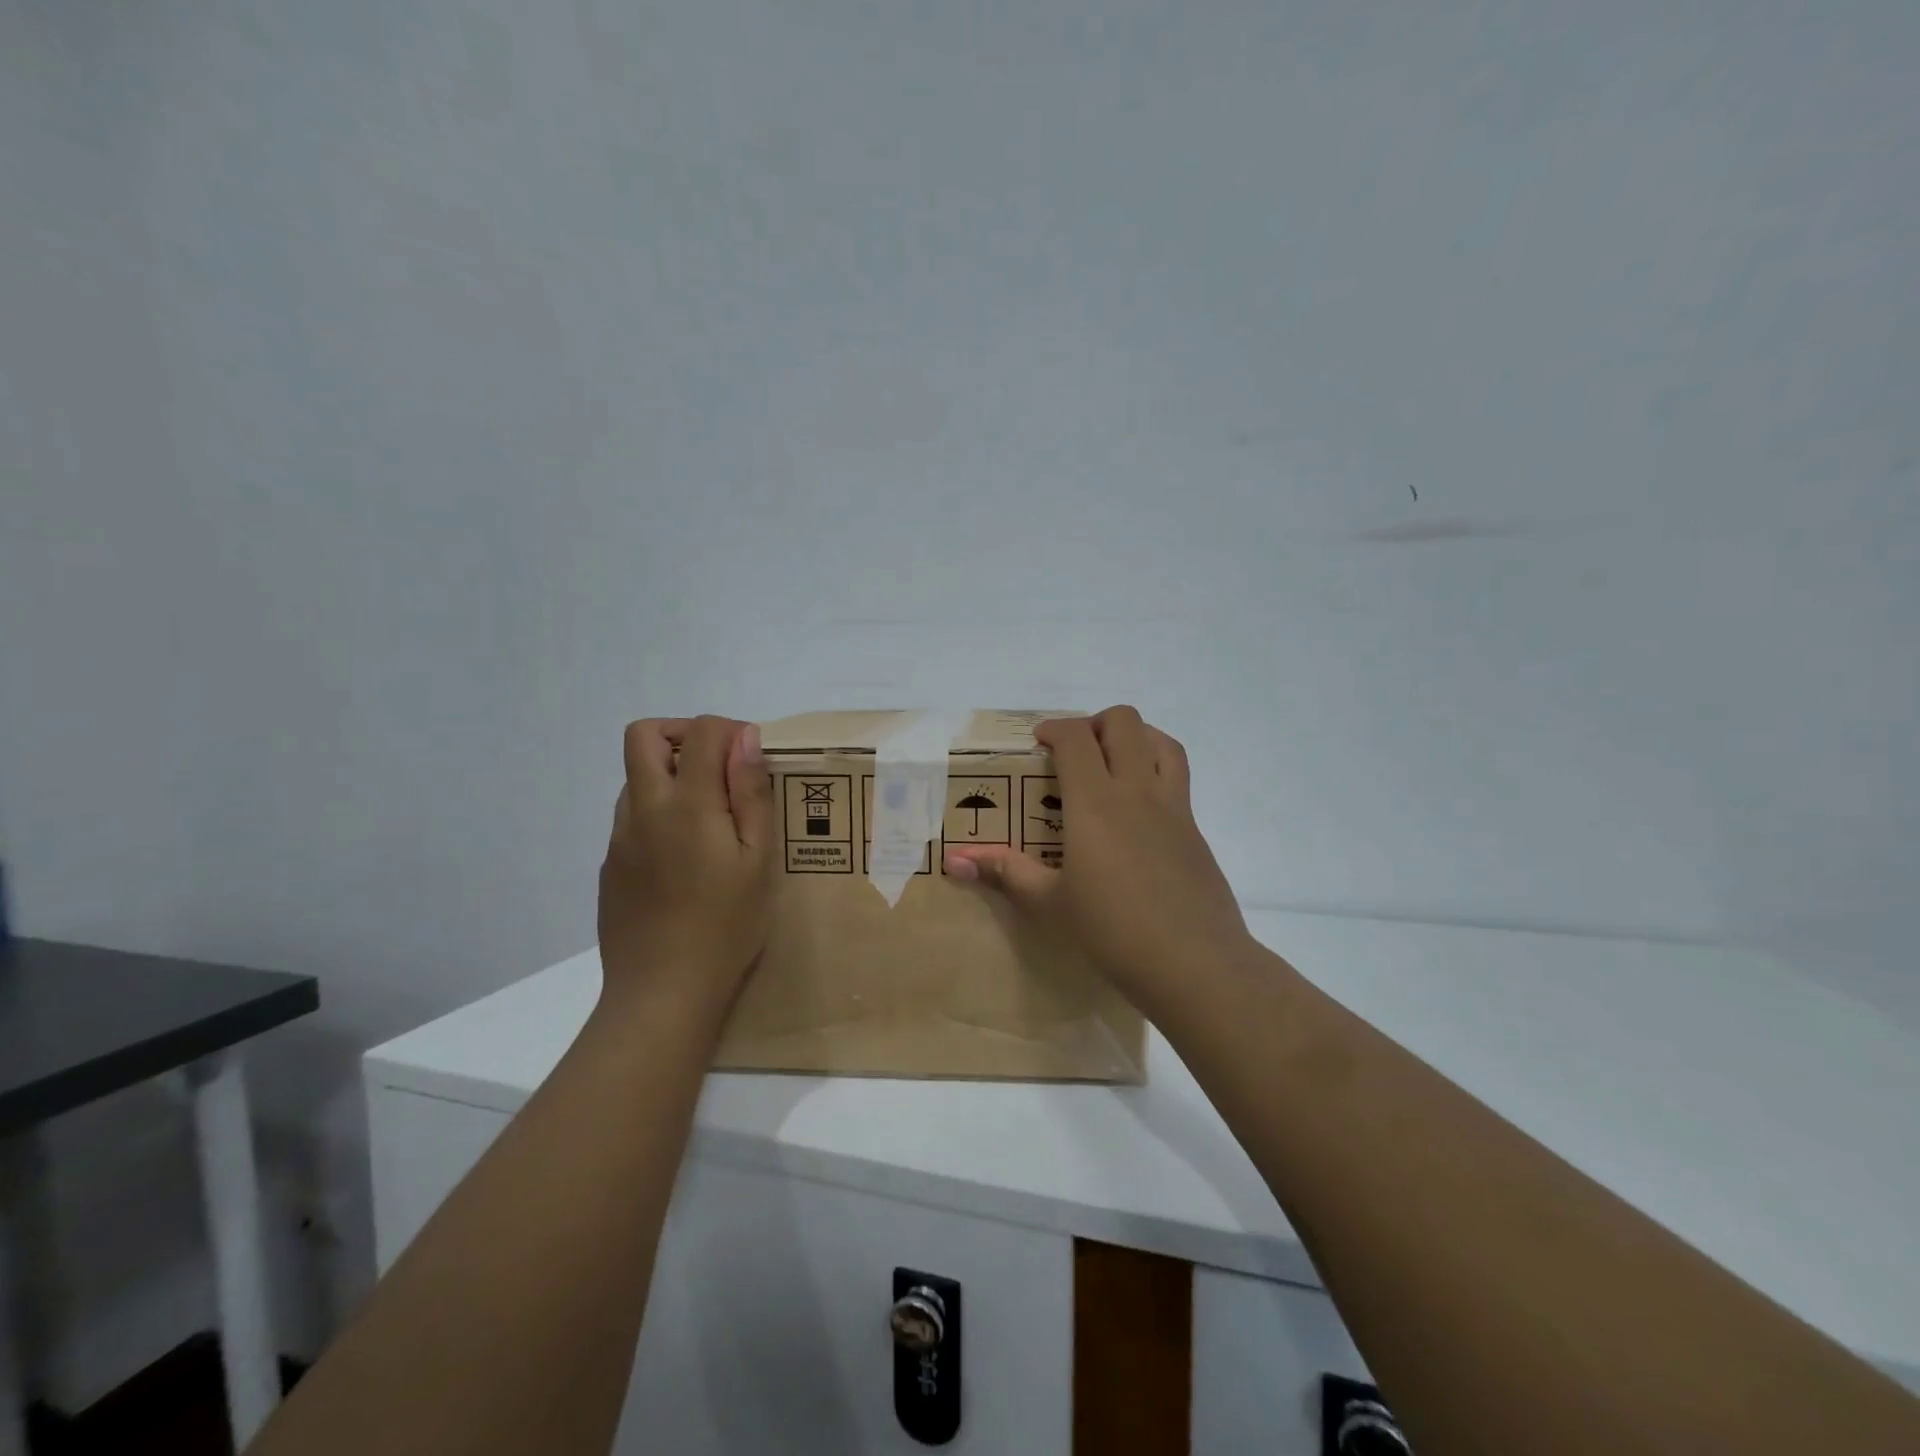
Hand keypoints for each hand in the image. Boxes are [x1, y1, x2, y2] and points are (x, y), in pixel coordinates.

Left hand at [597, 715, 776, 1021]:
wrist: (663, 993)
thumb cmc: (727, 926)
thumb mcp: (759, 860)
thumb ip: (751, 794)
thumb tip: (745, 739)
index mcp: (687, 804)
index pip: (700, 731)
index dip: (730, 730)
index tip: (752, 759)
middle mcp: (644, 809)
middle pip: (644, 735)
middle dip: (683, 734)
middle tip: (720, 769)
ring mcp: (620, 838)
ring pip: (636, 777)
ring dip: (671, 775)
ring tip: (709, 819)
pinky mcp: (610, 865)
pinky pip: (632, 817)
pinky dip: (659, 813)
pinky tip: (686, 859)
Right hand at [943, 706, 1252, 1016]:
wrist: (1194, 963)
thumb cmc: (1113, 930)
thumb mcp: (1051, 903)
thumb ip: (1005, 872)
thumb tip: (954, 861)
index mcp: (1096, 802)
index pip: (1077, 738)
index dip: (1055, 728)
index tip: (1039, 742)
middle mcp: (1137, 790)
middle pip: (1124, 722)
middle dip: (1095, 723)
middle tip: (1076, 754)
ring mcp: (1174, 807)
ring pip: (1162, 741)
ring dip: (1135, 737)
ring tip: (1114, 763)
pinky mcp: (1195, 829)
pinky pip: (1178, 777)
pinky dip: (1156, 769)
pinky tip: (1139, 810)